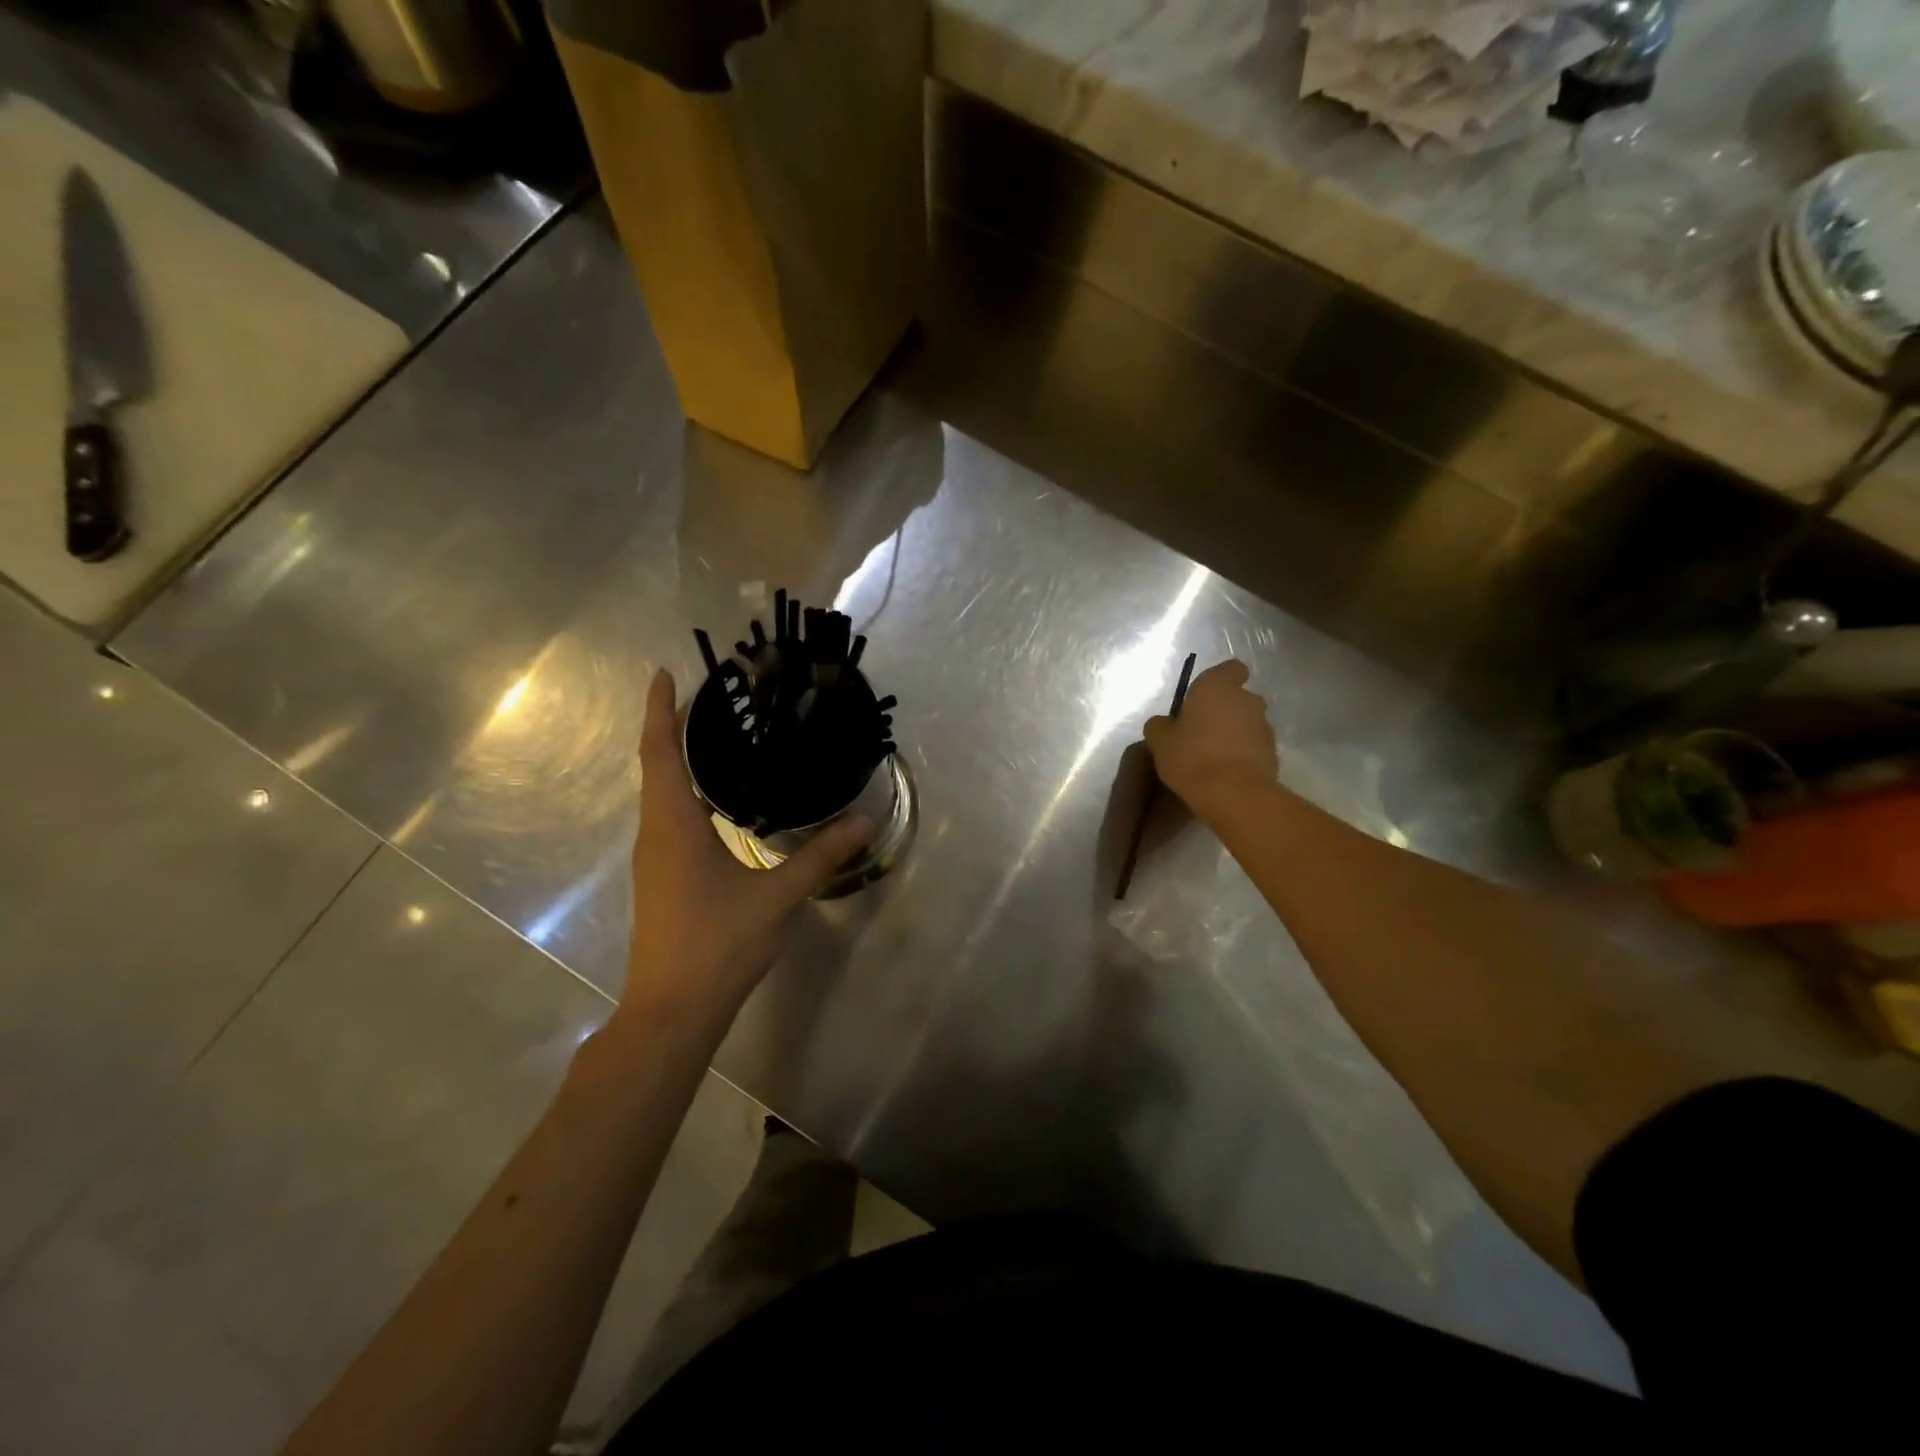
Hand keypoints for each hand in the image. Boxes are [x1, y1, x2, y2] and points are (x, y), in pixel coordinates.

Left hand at [617, 669, 871, 1035]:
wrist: (673, 1011)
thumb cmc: (719, 944)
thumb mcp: (778, 896)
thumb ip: (821, 855)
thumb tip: (864, 821)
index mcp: (674, 826)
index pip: (660, 753)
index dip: (659, 711)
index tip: (666, 673)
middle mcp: (657, 834)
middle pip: (657, 767)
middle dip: (673, 728)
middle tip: (713, 700)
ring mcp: (655, 859)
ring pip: (662, 794)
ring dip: (680, 761)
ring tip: (720, 739)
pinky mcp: (662, 878)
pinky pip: (670, 818)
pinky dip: (688, 793)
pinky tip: (722, 802)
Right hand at [1144, 659, 1278, 818]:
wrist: (1233, 794)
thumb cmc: (1191, 757)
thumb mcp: (1159, 741)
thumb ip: (1160, 725)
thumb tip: (1164, 723)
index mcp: (1217, 687)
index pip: (1230, 669)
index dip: (1220, 680)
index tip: (1203, 699)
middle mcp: (1247, 699)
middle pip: (1237, 698)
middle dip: (1224, 711)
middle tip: (1201, 732)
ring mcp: (1265, 726)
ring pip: (1247, 723)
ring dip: (1234, 733)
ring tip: (1213, 757)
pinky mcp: (1274, 752)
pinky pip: (1254, 746)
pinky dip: (1243, 754)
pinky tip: (1226, 772)